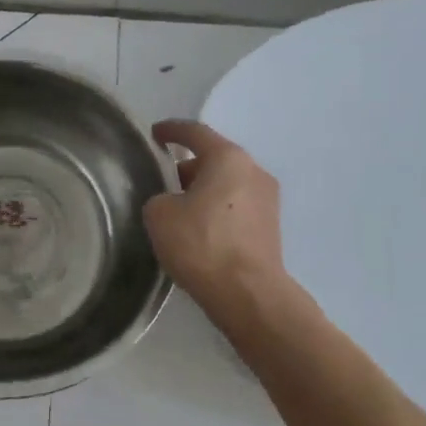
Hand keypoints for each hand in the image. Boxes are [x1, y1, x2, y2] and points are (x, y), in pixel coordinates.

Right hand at [143, 120, 290, 315]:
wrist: (248, 295)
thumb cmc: (201, 244)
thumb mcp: (159, 215)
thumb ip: (160, 197)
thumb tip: (172, 203)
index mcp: (228, 158)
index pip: (195, 132)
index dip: (171, 130)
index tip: (154, 133)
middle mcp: (254, 171)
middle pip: (215, 159)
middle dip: (187, 167)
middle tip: (162, 180)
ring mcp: (268, 200)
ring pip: (227, 184)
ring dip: (203, 190)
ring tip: (178, 209)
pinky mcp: (271, 227)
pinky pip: (237, 207)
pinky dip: (217, 210)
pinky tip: (199, 230)